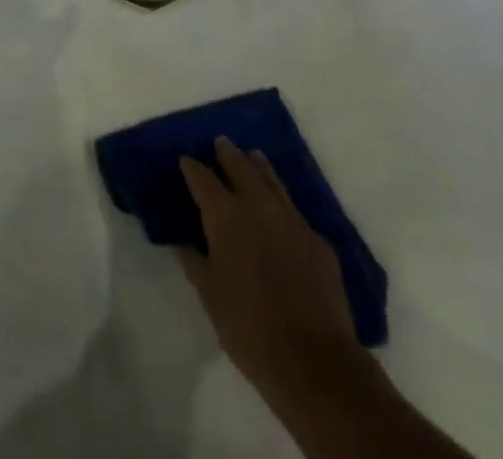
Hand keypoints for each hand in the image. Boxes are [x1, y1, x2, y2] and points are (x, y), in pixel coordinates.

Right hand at [179, 138, 378, 413]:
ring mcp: (291, 219)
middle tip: (220, 142)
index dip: (192, 168)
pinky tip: (279, 208)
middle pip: (240, 166)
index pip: (203, 179)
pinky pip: (293, 209)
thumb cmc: (248, 328)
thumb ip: (196, 262)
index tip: (185, 159)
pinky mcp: (317, 239)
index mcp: (225, 216)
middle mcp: (257, 206)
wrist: (313, 360)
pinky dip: (281, 201)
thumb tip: (186, 242)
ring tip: (252, 155)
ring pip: (271, 180)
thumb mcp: (209, 296)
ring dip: (258, 166)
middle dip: (227, 153)